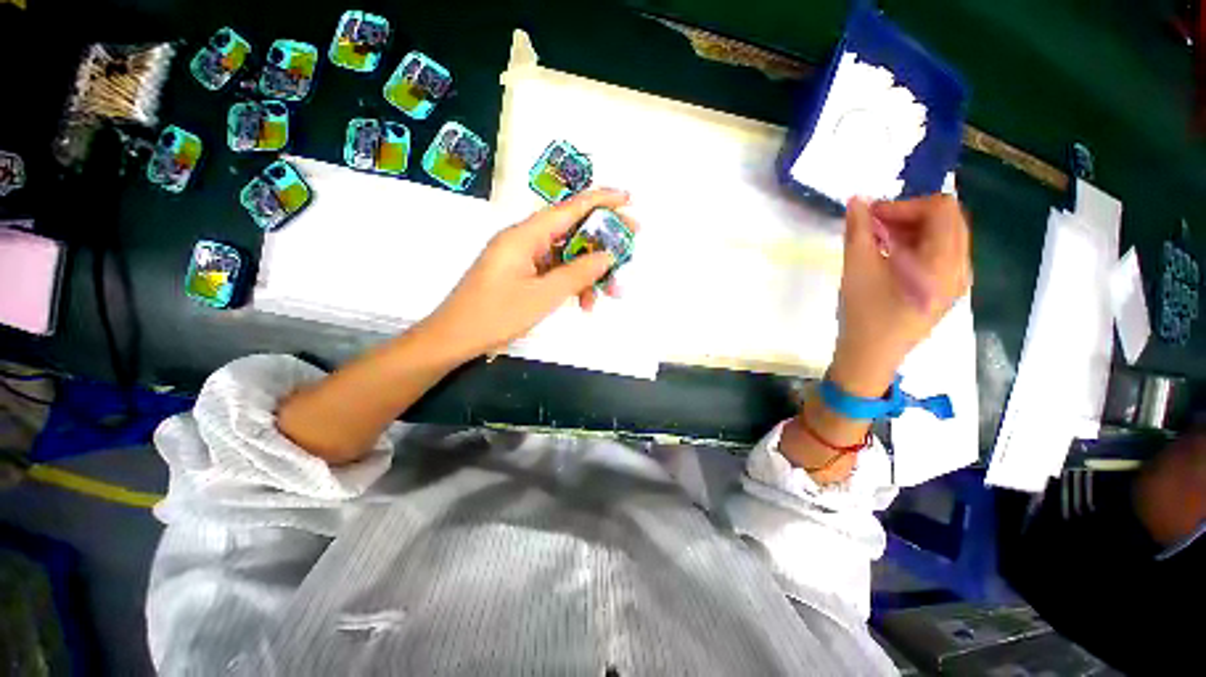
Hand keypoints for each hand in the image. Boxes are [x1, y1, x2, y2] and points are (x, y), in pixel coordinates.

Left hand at [421, 188, 635, 361]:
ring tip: (611, 293)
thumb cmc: (495, 315)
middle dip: (603, 241)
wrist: (454, 339)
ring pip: (566, 256)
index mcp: (525, 236)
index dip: (601, 201)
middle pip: (571, 231)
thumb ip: (578, 274)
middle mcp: (525, 240)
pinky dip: (572, 284)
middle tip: (630, 248)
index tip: (628, 199)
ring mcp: (523, 258)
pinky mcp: (522, 274)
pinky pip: (554, 271)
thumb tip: (608, 255)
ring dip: (589, 272)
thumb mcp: (543, 296)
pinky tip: (584, 303)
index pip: (569, 209)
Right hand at [829, 195, 970, 395]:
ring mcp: (956, 280)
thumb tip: (857, 200)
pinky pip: (939, 253)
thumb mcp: (857, 270)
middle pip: (947, 219)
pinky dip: (915, 245)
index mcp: (943, 263)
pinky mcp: (946, 289)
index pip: (941, 209)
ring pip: (944, 235)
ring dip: (911, 229)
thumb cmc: (864, 316)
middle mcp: (960, 268)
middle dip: (908, 214)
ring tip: (877, 240)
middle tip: (872, 225)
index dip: (904, 205)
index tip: (870, 216)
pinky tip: (888, 256)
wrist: (870, 357)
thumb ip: (858, 231)